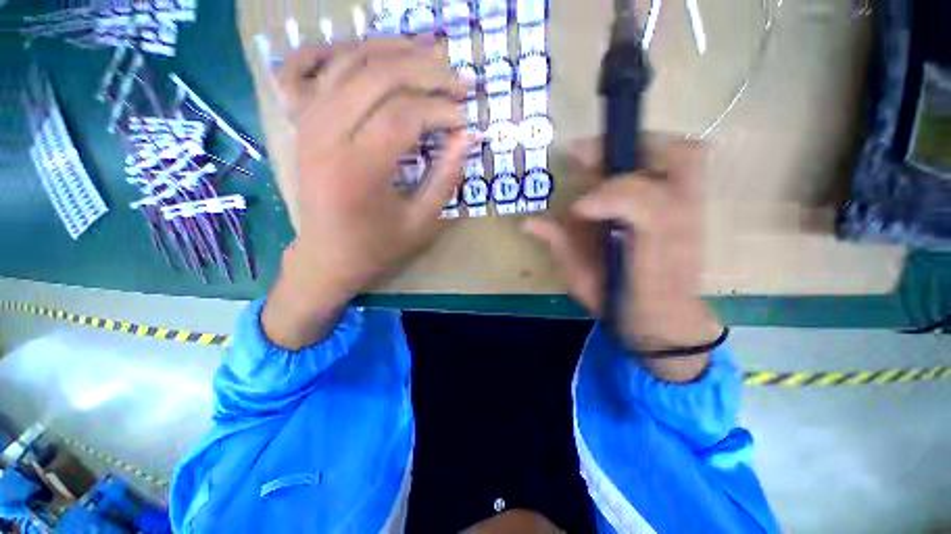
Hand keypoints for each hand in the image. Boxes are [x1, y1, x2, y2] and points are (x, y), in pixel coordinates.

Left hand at [263, 39, 475, 348]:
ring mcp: (306, 124)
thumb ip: (445, 179)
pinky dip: (334, 48)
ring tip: (428, 49)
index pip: (404, 115)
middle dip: (425, 71)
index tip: (468, 117)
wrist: (327, 257)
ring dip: (392, 49)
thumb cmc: (377, 248)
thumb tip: (467, 137)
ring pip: (347, 61)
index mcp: (357, 170)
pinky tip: (363, 47)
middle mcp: (324, 136)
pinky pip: (305, 68)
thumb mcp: (421, 223)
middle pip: (376, 76)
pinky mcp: (300, 124)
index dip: (442, 109)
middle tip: (458, 78)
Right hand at [524, 138, 721, 381]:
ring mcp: (693, 212)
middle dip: (627, 150)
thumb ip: (560, 247)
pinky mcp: (693, 207)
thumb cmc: (621, 303)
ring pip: (685, 157)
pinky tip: (616, 166)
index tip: (578, 207)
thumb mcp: (584, 282)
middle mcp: (682, 224)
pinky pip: (683, 165)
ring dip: (637, 147)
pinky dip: (650, 155)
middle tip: (584, 156)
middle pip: (679, 163)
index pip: (646, 206)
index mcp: (654, 252)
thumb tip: (527, 222)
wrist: (665, 319)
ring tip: (596, 156)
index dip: (610, 198)